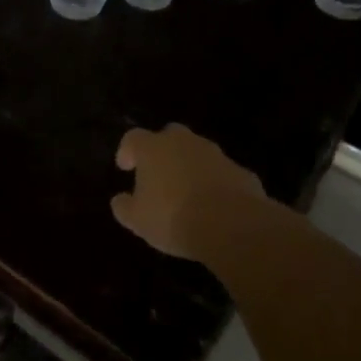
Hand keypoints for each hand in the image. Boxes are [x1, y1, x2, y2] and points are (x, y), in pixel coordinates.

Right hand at [112, 123, 274, 260]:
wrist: (232, 225)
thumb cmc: (173, 217)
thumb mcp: (138, 220)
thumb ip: (124, 207)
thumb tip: (120, 200)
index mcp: (153, 148)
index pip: (133, 138)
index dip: (127, 151)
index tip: (125, 167)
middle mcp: (183, 142)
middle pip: (169, 135)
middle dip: (163, 151)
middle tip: (158, 174)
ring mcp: (216, 155)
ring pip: (198, 153)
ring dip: (191, 167)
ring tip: (188, 193)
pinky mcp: (241, 172)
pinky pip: (222, 173)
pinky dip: (216, 183)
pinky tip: (215, 206)